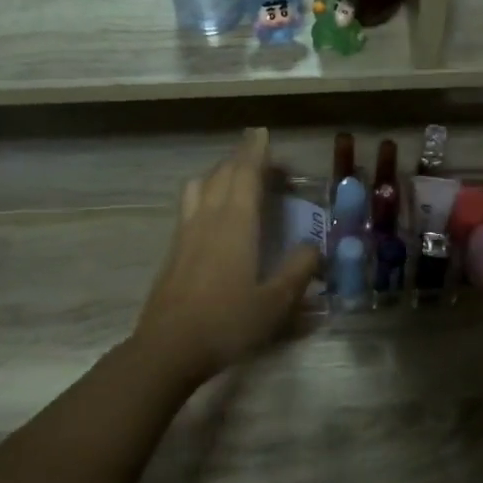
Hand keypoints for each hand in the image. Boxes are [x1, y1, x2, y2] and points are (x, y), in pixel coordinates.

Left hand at [132, 128, 318, 384]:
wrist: (168, 349)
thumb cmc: (227, 323)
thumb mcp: (276, 302)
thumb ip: (298, 270)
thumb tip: (314, 247)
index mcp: (235, 225)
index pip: (245, 175)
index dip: (255, 152)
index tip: (262, 133)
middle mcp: (207, 219)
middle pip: (221, 175)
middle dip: (240, 158)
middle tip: (259, 154)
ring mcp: (185, 234)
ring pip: (198, 187)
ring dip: (218, 174)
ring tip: (235, 179)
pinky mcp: (173, 251)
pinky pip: (189, 206)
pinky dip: (205, 194)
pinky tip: (214, 215)